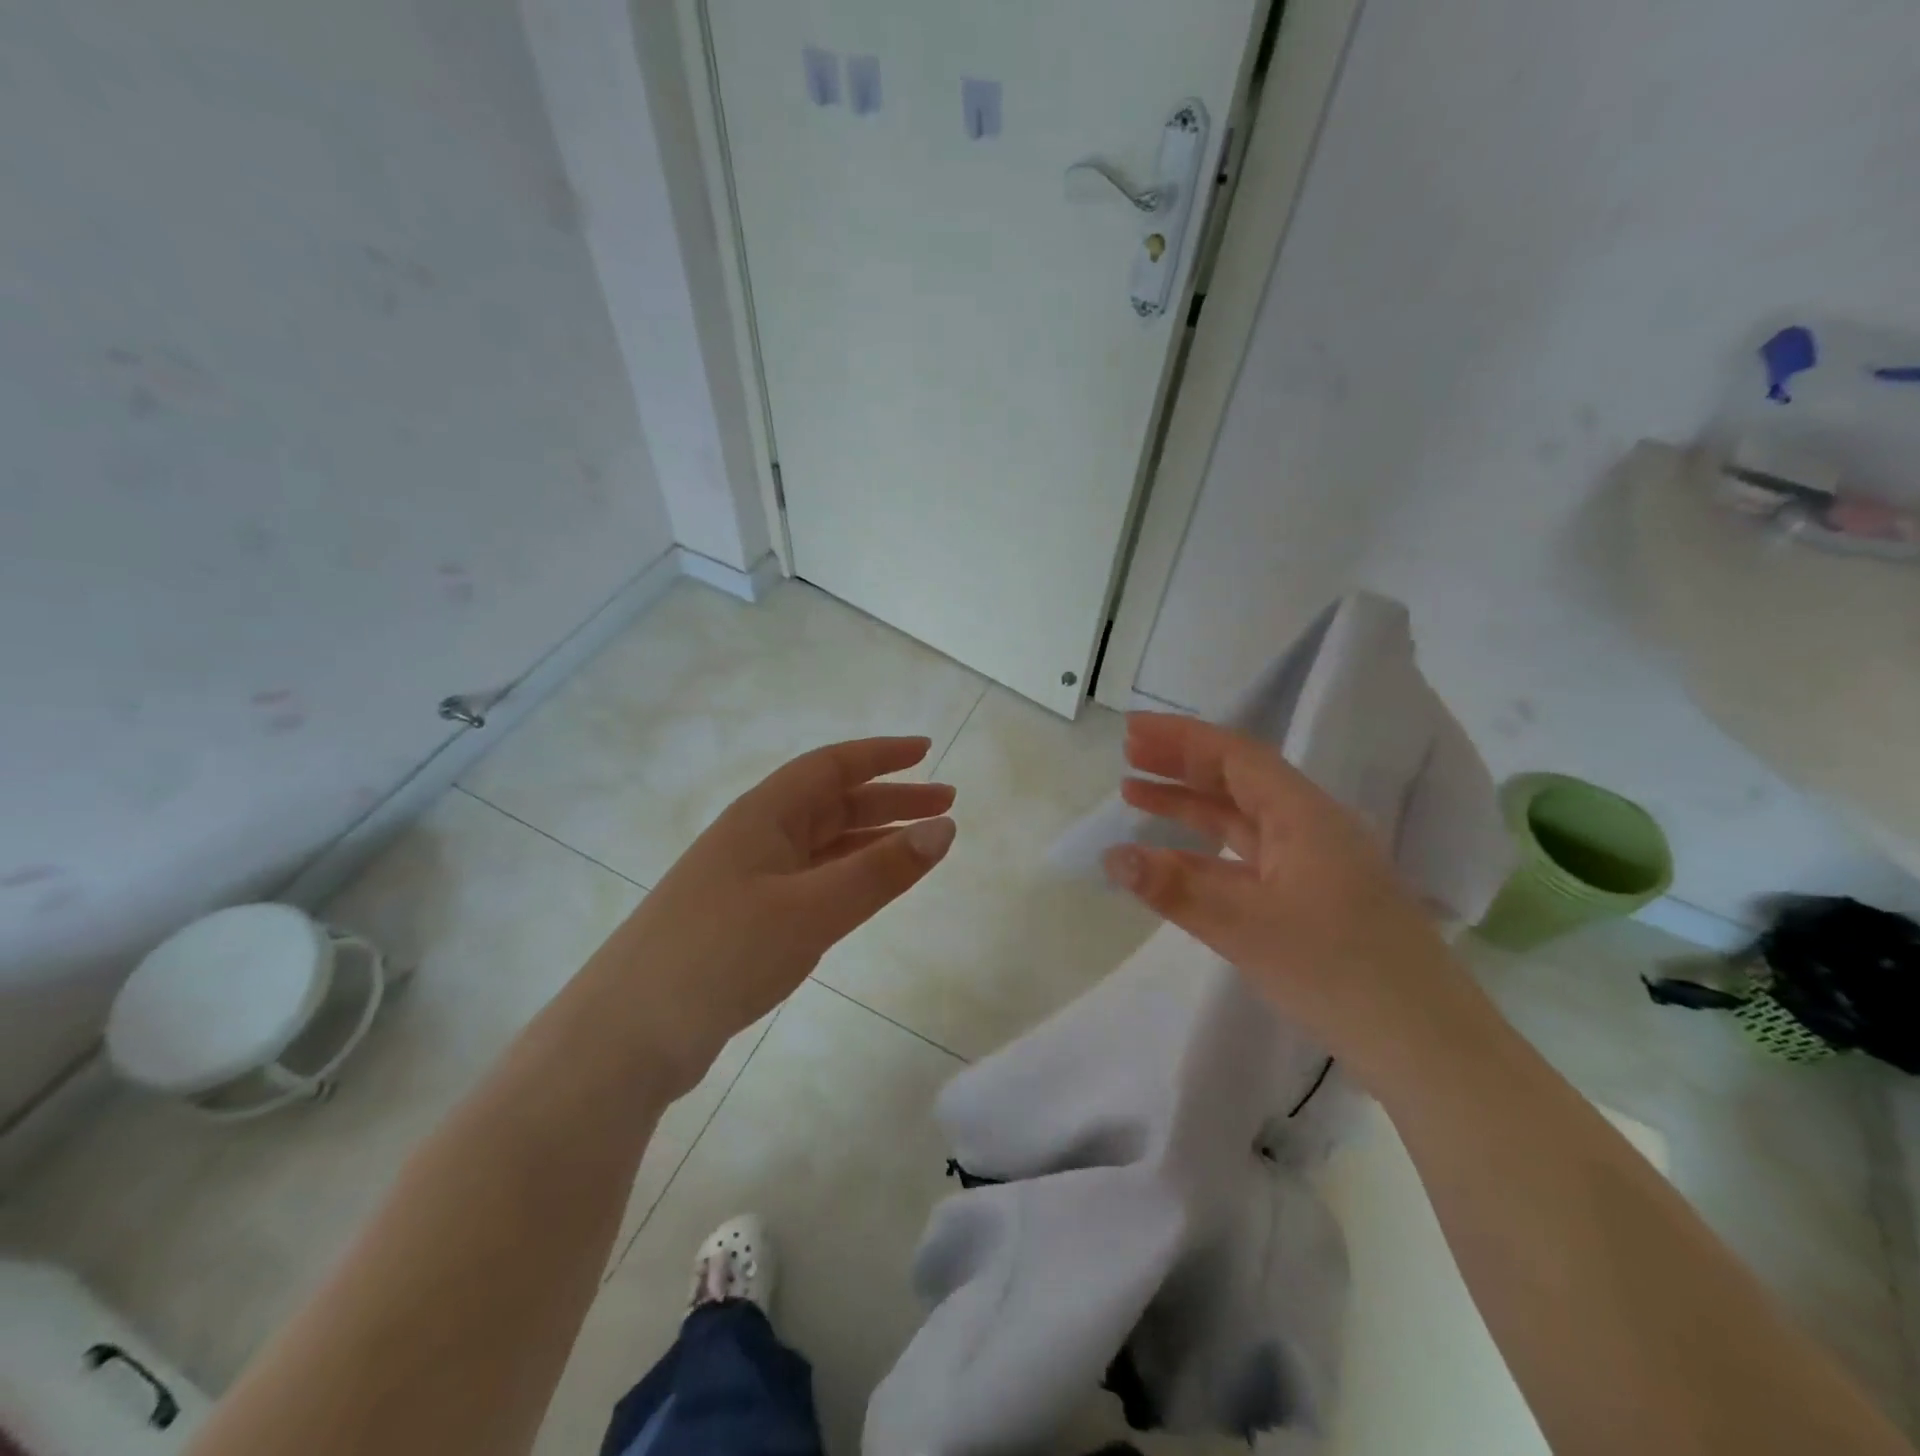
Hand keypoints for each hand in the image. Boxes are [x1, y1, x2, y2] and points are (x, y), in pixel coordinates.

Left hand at [592, 737, 956, 1095]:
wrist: (627, 1035)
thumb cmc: (721, 954)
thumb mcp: (811, 909)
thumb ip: (881, 870)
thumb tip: (944, 828)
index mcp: (764, 815)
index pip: (832, 766)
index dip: (881, 755)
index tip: (927, 752)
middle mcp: (756, 837)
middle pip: (832, 803)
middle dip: (890, 800)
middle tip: (945, 806)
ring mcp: (748, 879)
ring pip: (823, 844)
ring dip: (872, 839)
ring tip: (921, 846)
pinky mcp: (745, 919)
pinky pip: (811, 881)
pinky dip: (848, 876)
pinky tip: (868, 890)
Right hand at [1103, 713, 1478, 1074]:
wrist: (1428, 1048)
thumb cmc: (1339, 972)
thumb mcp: (1247, 927)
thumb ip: (1176, 888)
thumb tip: (1111, 857)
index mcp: (1304, 816)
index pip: (1236, 757)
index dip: (1181, 738)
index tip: (1131, 730)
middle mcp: (1310, 829)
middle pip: (1237, 781)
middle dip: (1181, 765)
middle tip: (1126, 755)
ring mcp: (1313, 866)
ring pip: (1240, 821)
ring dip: (1189, 806)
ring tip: (1134, 796)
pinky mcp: (1311, 901)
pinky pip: (1247, 861)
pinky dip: (1205, 854)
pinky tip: (1171, 862)